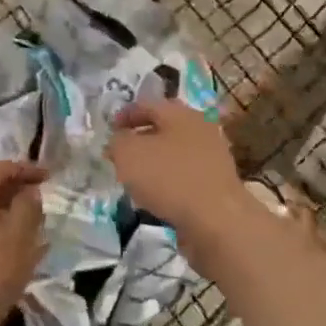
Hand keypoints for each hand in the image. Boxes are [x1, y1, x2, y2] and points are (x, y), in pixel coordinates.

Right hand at [107, 99, 257, 275]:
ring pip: (175, 153)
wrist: (217, 220)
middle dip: (140, 139)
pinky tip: (156, 198)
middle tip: (120, 154)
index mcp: (180, 113)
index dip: (124, 115)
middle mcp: (200, 129)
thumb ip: (117, 142)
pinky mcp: (216, 184)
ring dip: (154, 162)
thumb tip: (118, 140)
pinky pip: (185, 177)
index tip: (108, 130)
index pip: (147, 105)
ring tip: (134, 179)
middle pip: (164, 128)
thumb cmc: (169, 178)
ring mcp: (212, 157)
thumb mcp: (129, 154)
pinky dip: (168, 183)